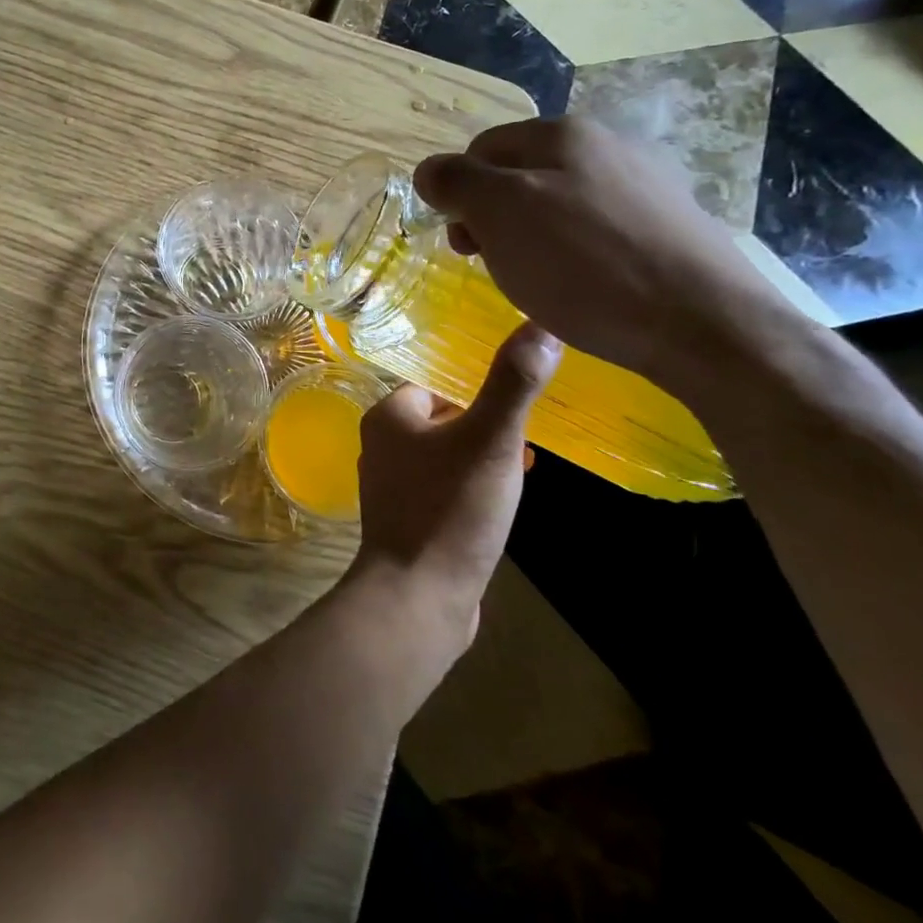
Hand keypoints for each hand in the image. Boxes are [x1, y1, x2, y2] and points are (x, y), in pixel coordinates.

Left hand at [352, 322, 560, 643]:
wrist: (419, 597)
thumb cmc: (450, 509)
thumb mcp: (490, 440)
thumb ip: (513, 384)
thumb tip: (541, 326)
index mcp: (389, 416)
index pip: (435, 382)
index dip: (477, 388)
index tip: (517, 398)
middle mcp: (382, 445)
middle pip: (442, 418)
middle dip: (484, 424)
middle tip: (529, 434)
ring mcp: (392, 486)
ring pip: (445, 455)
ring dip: (482, 457)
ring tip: (525, 467)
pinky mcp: (408, 520)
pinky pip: (445, 489)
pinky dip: (472, 488)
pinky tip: (502, 504)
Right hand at [413, 117, 799, 388]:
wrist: (705, 324)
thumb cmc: (585, 265)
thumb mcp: (500, 215)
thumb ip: (456, 182)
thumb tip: (429, 169)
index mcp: (562, 133)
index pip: (479, 149)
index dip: (458, 194)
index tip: (464, 244)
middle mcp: (607, 144)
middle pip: (519, 174)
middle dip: (493, 218)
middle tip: (495, 264)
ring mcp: (645, 183)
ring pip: (557, 203)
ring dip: (531, 238)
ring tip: (540, 281)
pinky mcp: (669, 225)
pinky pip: (596, 229)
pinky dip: (575, 253)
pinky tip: (584, 286)